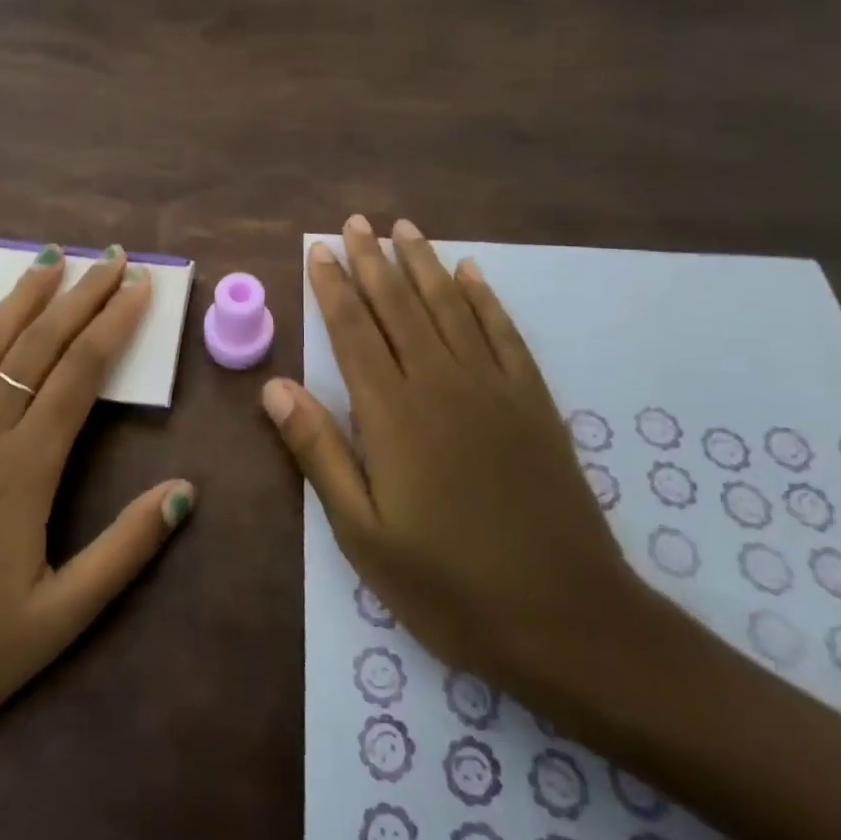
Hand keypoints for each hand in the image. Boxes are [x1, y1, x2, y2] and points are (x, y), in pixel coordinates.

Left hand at [0, 247, 195, 839]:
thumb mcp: (57, 620)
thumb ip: (123, 551)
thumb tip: (184, 491)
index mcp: (24, 469)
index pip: (81, 373)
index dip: (115, 323)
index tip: (139, 285)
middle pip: (38, 347)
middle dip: (80, 296)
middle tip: (110, 257)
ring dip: (19, 299)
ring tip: (49, 258)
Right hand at [261, 215, 658, 712]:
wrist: (566, 618)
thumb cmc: (449, 585)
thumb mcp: (363, 533)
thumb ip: (319, 452)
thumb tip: (274, 386)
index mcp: (393, 413)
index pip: (353, 331)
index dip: (333, 288)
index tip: (319, 251)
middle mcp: (441, 382)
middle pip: (399, 305)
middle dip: (373, 260)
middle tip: (355, 221)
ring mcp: (493, 387)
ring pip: (450, 306)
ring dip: (423, 263)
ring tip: (403, 227)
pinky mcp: (534, 401)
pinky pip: (504, 332)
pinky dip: (484, 297)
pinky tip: (471, 272)